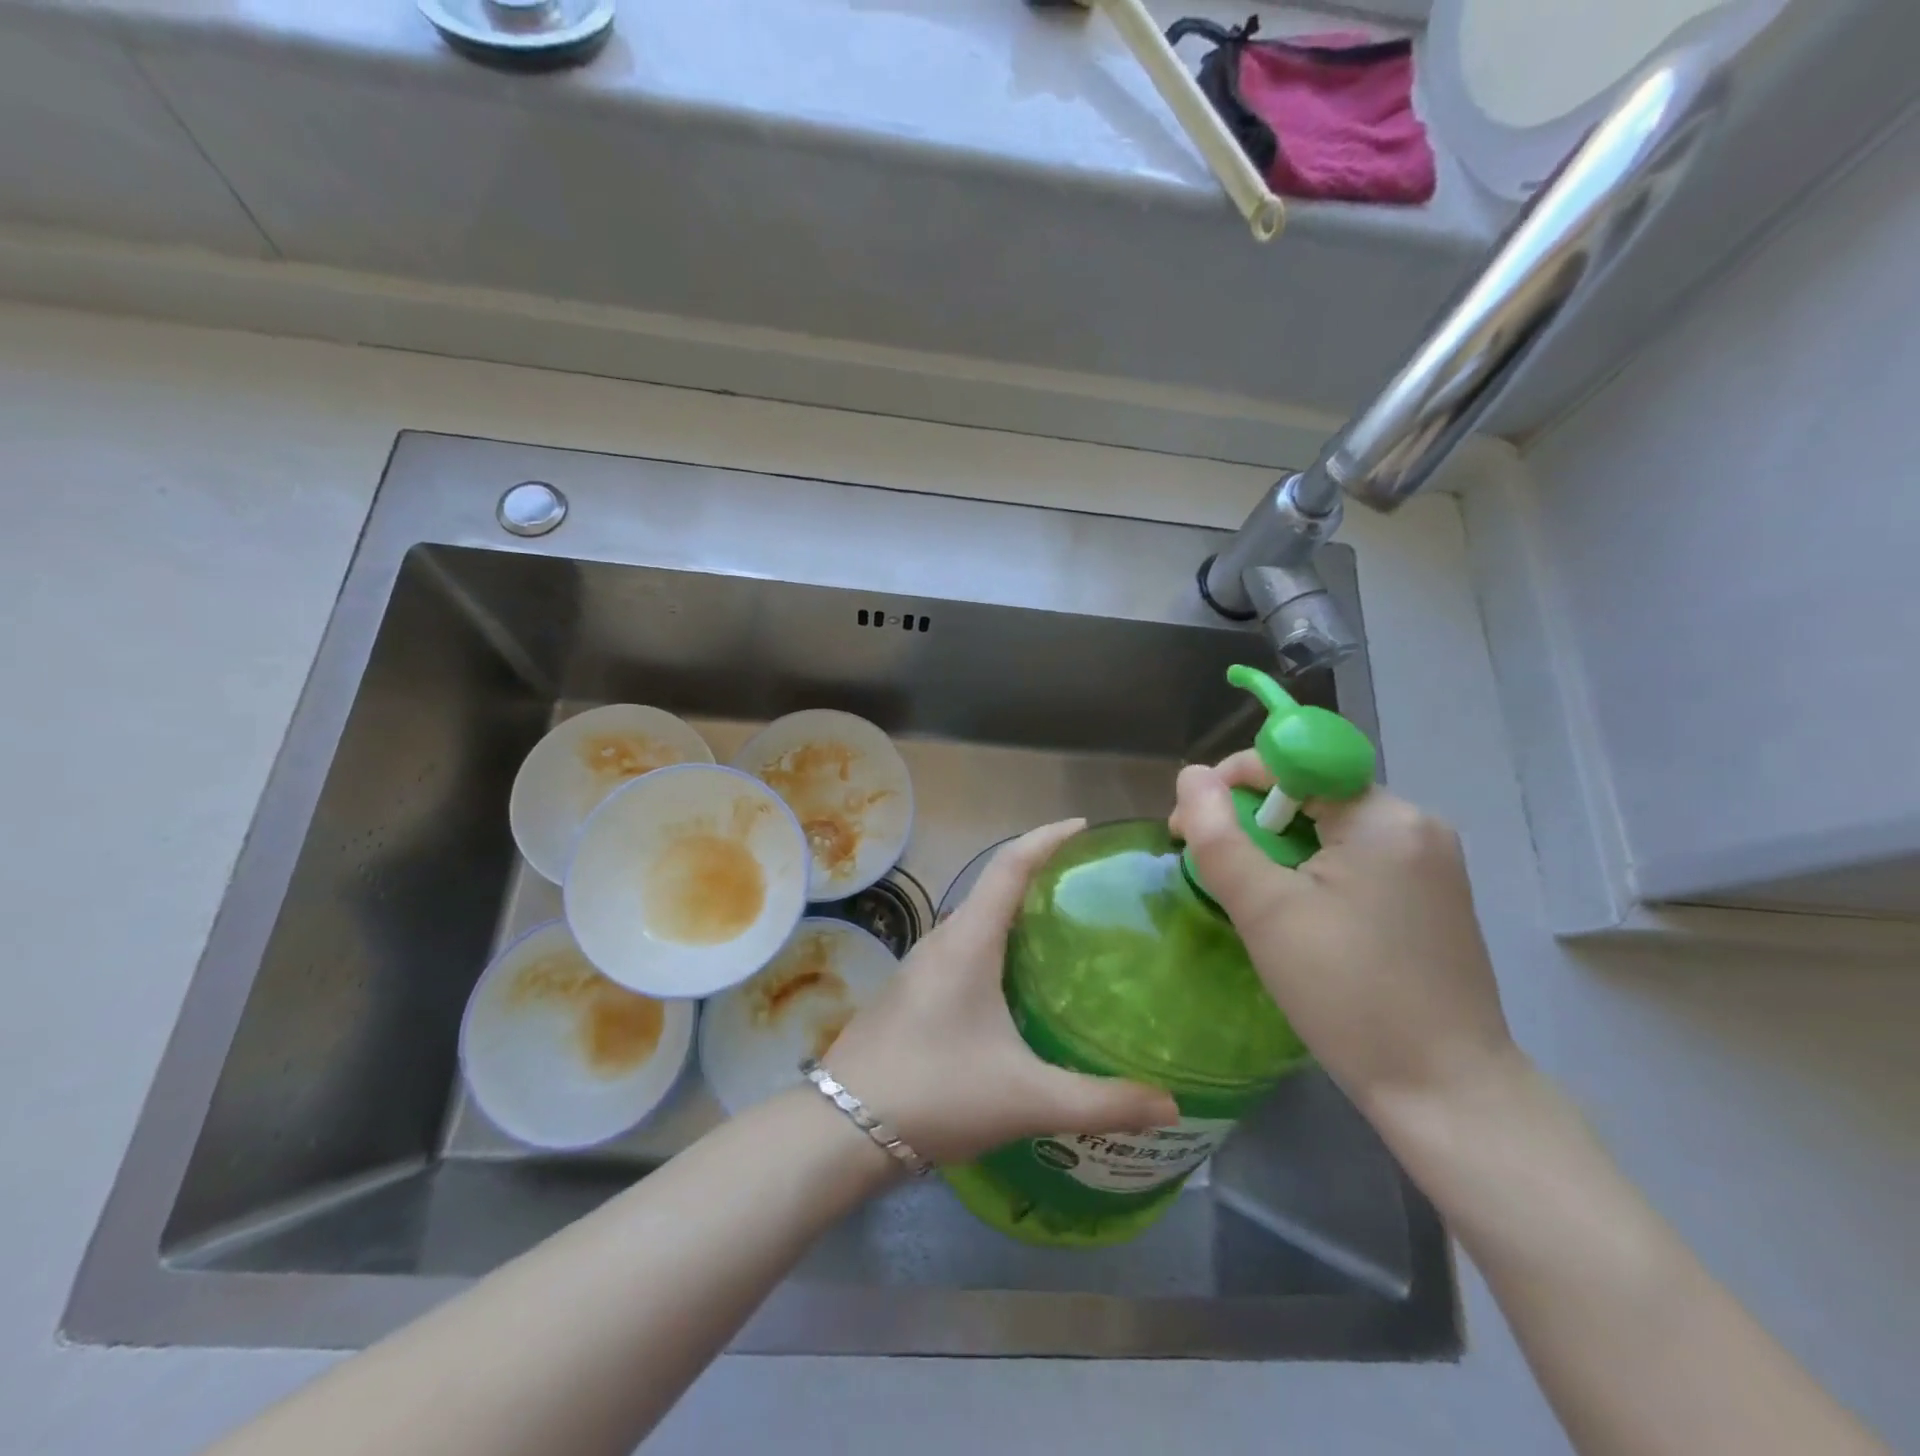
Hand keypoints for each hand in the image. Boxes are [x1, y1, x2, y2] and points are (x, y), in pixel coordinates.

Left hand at [823, 820, 1178, 1166]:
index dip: (1046, 838)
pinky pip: (963, 949)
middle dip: (1040, 876)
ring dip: (1016, 913)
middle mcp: (943, 941)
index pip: (1009, 865)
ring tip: (1064, 932)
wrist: (842, 1128)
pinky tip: (1019, 985)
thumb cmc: (936, 1093)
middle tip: (1090, 889)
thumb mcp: (1026, 1098)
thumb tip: (1172, 1107)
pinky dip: (997, 945)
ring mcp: (921, 966)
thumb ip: (1101, 1102)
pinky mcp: (913, 992)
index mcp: (968, 942)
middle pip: (994, 887)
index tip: (1084, 828)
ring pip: (977, 921)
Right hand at [1169, 753, 1518, 1123]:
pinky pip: (1355, 858)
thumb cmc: (1348, 994)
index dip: (1230, 782)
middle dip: (1250, 820)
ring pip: (1329, 828)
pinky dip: (1312, 871)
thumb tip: (1190, 775)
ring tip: (1249, 898)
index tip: (1189, 827)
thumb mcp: (1265, 910)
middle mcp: (1415, 824)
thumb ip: (1219, 835)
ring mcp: (1430, 861)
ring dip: (1277, 849)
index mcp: (1383, 817)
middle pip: (1310, 793)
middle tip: (1211, 869)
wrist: (1447, 1092)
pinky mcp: (1431, 896)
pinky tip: (1295, 914)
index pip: (1292, 762)